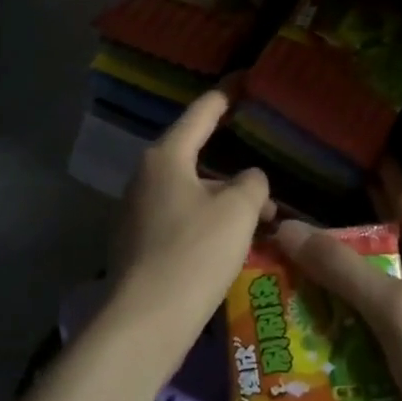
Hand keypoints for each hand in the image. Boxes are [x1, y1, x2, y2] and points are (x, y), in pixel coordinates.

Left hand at [109, 87, 272, 349]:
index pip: (201, 113)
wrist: (146, 320)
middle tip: (265, 174)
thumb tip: (249, 180)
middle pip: (195, 158)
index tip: (243, 80)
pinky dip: (206, 223)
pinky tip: (231, 245)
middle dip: (232, 168)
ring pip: (190, 193)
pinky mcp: (137, 243)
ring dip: (224, 201)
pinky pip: (180, 220)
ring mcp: (136, 212)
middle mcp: (144, 177)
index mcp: (165, 157)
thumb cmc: (195, 253)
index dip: (226, 95)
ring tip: (261, 220)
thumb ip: (252, 184)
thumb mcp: (238, 211)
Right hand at [272, 161, 401, 400]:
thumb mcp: (394, 309)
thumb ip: (342, 268)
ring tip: (286, 274)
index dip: (382, 179)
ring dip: (336, 284)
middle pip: (384, 246)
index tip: (347, 159)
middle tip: (292, 224)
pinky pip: (371, 331)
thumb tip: (287, 228)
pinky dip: (342, 325)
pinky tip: (307, 330)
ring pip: (373, 291)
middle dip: (342, 235)